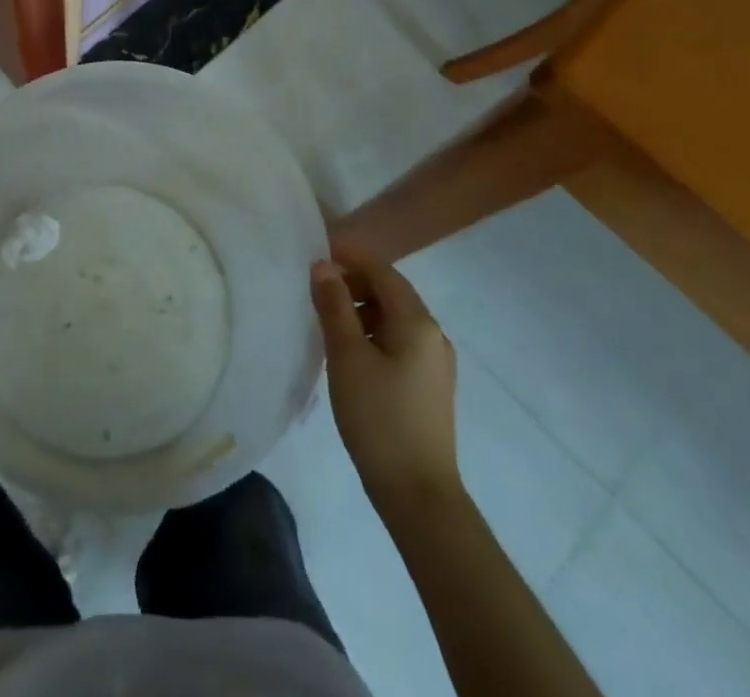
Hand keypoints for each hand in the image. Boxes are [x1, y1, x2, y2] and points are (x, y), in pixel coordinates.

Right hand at [310, 239, 460, 511]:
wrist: (418, 496)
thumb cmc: (379, 418)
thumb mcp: (347, 356)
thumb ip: (334, 305)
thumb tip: (322, 264)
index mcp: (417, 322)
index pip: (382, 271)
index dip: (349, 257)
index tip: (315, 253)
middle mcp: (433, 334)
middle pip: (390, 292)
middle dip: (353, 284)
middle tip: (315, 292)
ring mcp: (435, 362)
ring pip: (393, 318)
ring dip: (361, 310)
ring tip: (326, 324)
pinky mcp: (429, 385)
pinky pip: (398, 341)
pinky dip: (372, 334)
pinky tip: (349, 354)